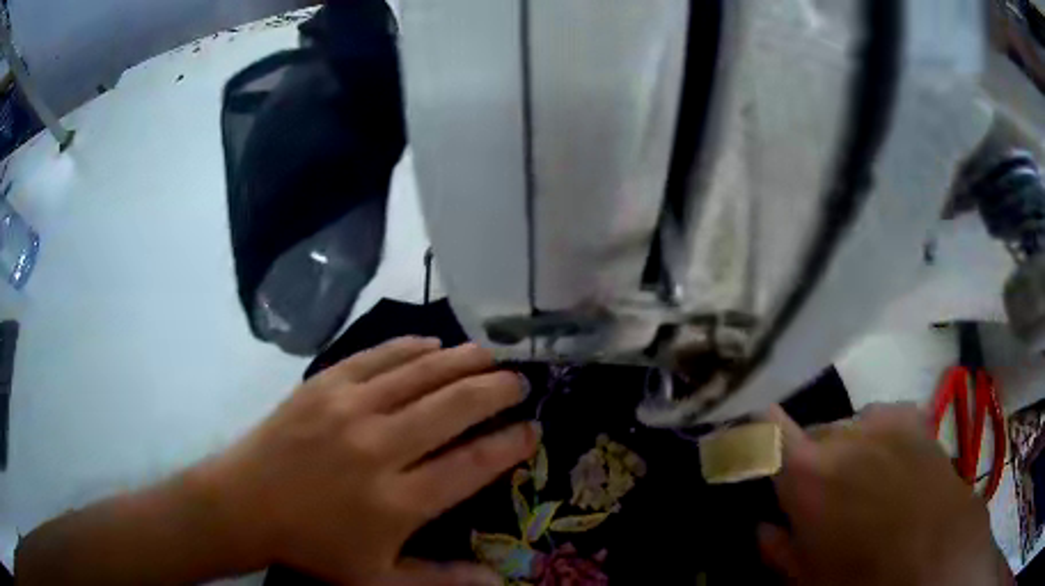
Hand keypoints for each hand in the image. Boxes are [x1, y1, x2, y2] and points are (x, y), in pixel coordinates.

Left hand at [195, 337, 536, 584]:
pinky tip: (432, 343)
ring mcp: (348, 409)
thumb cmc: (313, 546)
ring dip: (463, 361)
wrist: (245, 504)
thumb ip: (442, 581)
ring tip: (491, 355)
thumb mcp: (378, 580)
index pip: (473, 464)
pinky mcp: (323, 384)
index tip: (534, 430)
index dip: (511, 443)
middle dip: (497, 391)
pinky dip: (411, 348)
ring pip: (420, 374)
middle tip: (519, 383)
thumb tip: (500, 581)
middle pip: (454, 408)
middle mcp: (379, 448)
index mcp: (397, 501)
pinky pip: (378, 357)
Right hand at [759, 403, 1012, 585]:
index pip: (761, 429)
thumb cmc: (865, 578)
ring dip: (842, 452)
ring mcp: (883, 419)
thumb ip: (779, 550)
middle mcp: (843, 435)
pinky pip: (880, 419)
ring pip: (845, 427)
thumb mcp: (810, 578)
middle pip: (809, 436)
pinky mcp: (912, 418)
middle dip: (805, 463)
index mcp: (808, 476)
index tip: (741, 446)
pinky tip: (888, 465)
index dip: (747, 433)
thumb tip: (762, 528)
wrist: (938, 555)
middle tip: (817, 499)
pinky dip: (875, 438)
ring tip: (859, 485)